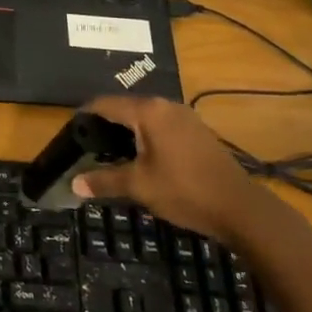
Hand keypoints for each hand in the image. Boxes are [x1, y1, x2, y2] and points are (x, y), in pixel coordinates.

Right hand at [70, 97, 276, 244]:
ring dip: (127, 130)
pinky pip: (161, 124)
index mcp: (148, 112)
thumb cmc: (184, 191)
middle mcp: (165, 105)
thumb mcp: (139, 186)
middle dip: (105, 123)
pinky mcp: (197, 130)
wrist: (240, 208)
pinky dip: (145, 134)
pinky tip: (140, 156)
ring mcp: (184, 116)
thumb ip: (104, 180)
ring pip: (145, 116)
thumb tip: (73, 184)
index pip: (106, 103)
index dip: (85, 115)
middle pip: (125, 107)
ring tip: (109, 151)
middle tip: (87, 144)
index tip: (71, 131)